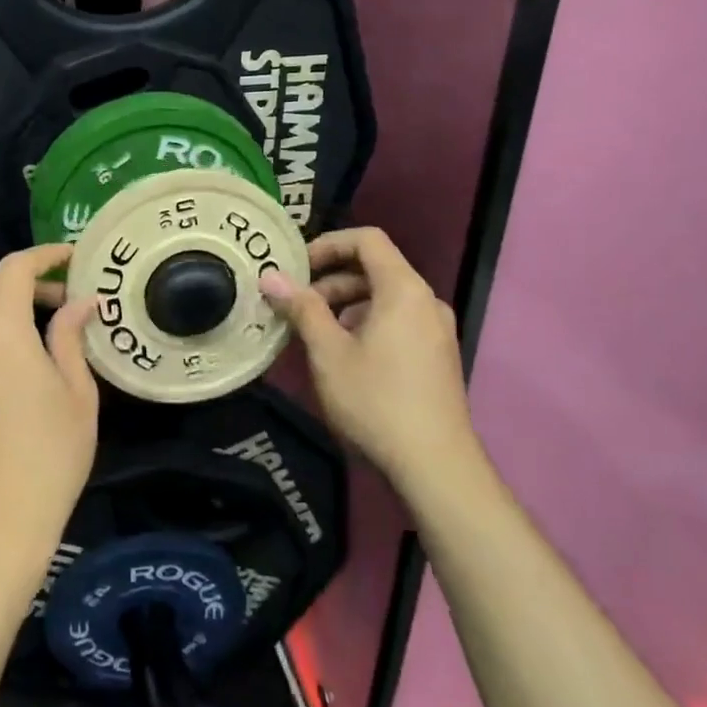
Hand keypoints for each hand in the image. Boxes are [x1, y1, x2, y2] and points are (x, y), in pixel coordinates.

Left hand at [0, 244, 98, 563]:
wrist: (3, 514)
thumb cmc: (54, 453)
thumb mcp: (77, 392)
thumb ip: (71, 336)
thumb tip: (81, 301)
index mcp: (2, 334)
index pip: (14, 270)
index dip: (43, 255)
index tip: (70, 259)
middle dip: (26, 283)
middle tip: (61, 302)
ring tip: (30, 328)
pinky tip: (4, 359)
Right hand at [260, 228, 482, 489]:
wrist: (434, 466)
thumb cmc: (375, 401)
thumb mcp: (328, 353)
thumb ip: (301, 308)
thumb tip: (270, 276)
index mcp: (404, 290)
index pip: (367, 240)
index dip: (327, 244)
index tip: (295, 268)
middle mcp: (426, 302)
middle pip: (374, 269)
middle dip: (329, 281)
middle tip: (294, 308)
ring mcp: (436, 330)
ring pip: (383, 299)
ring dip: (344, 306)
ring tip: (312, 336)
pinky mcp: (436, 356)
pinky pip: (396, 322)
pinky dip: (365, 325)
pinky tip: (342, 358)